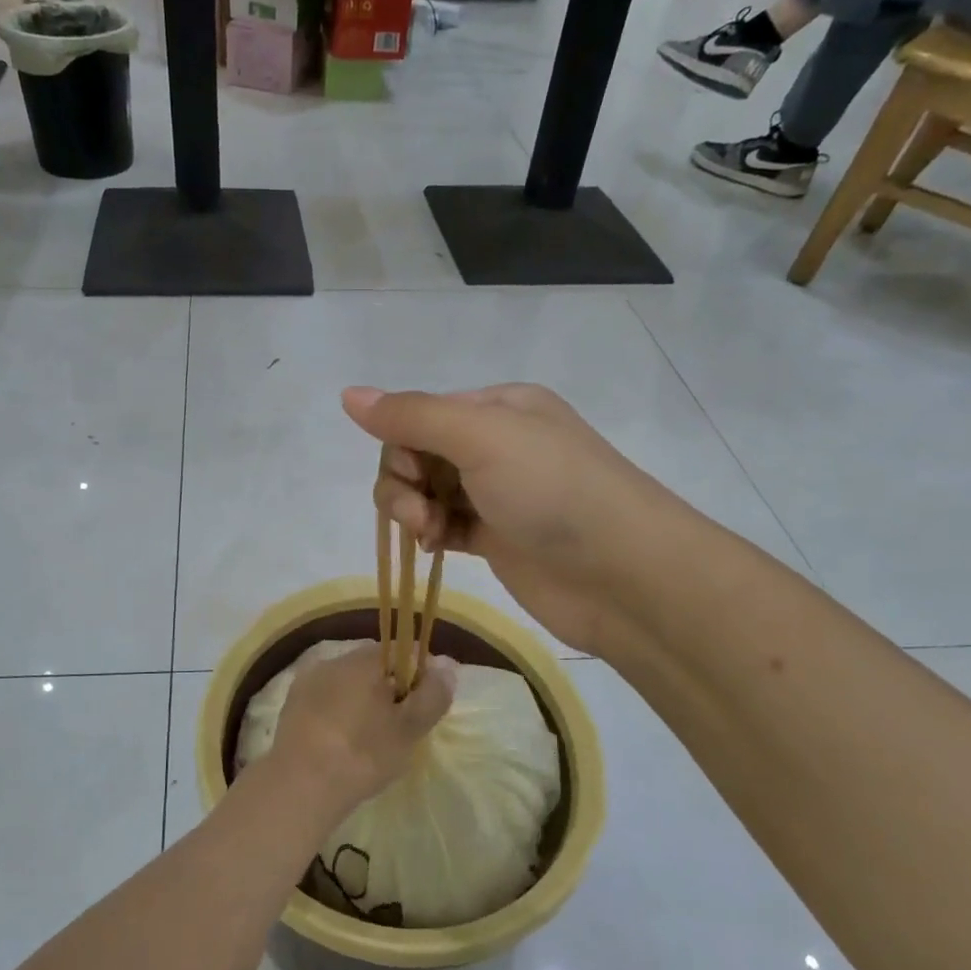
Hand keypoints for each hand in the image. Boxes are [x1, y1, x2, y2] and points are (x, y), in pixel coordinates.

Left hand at [267, 642, 452, 823]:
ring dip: (361, 702)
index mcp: (362, 659)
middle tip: (400, 727)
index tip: (422, 706)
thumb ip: (433, 693)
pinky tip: (342, 743)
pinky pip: (325, 701)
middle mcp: (332, 660)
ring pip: (347, 684)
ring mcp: (307, 682)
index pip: (400, 651)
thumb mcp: (409, 728)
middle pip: (371, 667)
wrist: (300, 785)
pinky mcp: (291, 706)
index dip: (417, 675)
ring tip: (370, 740)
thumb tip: (446, 664)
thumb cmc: (363, 753)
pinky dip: (338, 715)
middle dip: (389, 689)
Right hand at [343, 384, 672, 655]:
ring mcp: (495, 493)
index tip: (411, 477)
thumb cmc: (553, 491)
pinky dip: (430, 534)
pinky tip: (435, 549)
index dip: (400, 444)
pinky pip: (442, 525)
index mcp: (498, 406)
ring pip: (425, 491)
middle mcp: (495, 444)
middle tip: (419, 514)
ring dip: (413, 511)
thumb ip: (412, 415)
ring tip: (429, 536)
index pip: (419, 414)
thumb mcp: (482, 437)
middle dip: (404, 482)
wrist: (622, 575)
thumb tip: (348, 394)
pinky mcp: (495, 537)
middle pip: (416, 453)